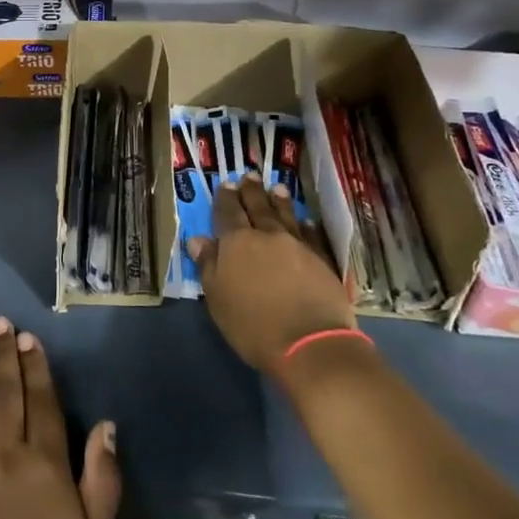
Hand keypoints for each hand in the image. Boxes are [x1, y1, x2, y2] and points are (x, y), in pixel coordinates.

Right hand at [189, 174, 355, 376]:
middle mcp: (267, 236)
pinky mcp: (321, 259)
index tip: (226, 184)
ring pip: (285, 215)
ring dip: (279, 201)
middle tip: (249, 175)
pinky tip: (305, 220)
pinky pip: (310, 234)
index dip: (225, 198)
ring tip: (276, 187)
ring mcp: (297, 245)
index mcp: (237, 243)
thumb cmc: (253, 325)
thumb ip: (208, 266)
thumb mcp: (218, 299)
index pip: (227, 213)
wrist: (310, 342)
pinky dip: (305, 225)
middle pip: (257, 207)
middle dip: (251, 191)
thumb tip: (198, 239)